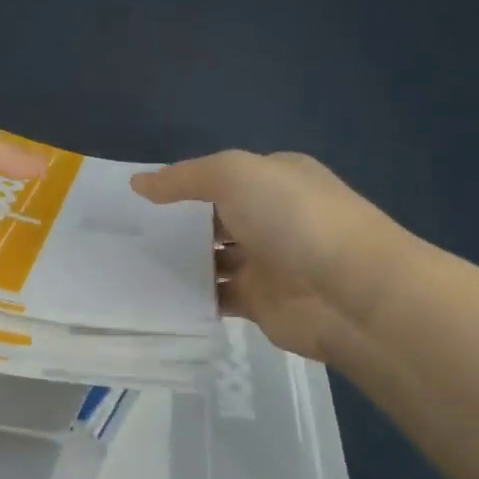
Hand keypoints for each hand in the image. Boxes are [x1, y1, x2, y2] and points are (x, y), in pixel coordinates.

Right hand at [133, 151, 423, 364]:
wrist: (352, 293)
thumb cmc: (294, 219)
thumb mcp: (234, 175)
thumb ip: (184, 178)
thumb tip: (138, 184)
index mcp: (275, 179)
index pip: (220, 178)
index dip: (182, 185)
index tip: (139, 199)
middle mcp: (272, 217)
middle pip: (214, 219)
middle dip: (176, 225)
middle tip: (126, 234)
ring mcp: (267, 262)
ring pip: (212, 259)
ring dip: (180, 263)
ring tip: (131, 266)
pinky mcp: (261, 303)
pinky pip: (217, 297)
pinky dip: (192, 297)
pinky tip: (157, 296)